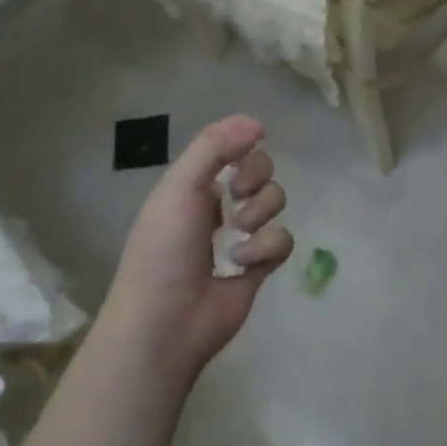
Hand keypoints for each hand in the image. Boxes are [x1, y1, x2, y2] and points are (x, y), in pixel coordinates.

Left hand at [103, 115, 292, 380]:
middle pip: (260, 169)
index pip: (231, 147)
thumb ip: (215, 147)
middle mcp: (218, 205)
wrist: (165, 323)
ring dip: (260, 212)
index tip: (250, 142)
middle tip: (238, 194)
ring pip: (275, 201)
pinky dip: (266, 247)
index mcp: (193, 184)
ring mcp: (241, 236)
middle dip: (256, 176)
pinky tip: (243, 263)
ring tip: (238, 233)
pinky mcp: (259, 267)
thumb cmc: (163, 249)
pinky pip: (282, 239)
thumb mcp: (180, 187)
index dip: (243, 143)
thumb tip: (257, 122)